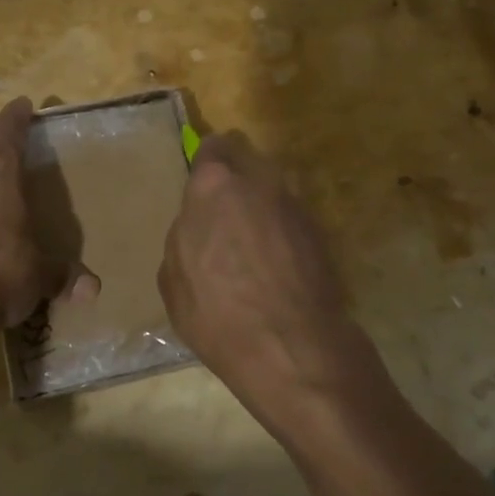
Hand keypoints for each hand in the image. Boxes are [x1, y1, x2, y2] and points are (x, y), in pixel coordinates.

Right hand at [158, 132, 381, 431]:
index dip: (205, 165)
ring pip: (271, 189)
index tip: (202, 188)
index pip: (211, 148)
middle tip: (224, 213)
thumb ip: (185, 236)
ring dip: (260, 204)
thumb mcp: (173, 278)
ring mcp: (295, 204)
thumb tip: (198, 229)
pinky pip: (290, 218)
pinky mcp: (321, 231)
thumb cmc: (216, 313)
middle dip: (235, 178)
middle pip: (246, 161)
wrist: (291, 347)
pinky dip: (281, 231)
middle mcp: (259, 181)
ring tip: (251, 243)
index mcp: (213, 185)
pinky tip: (274, 264)